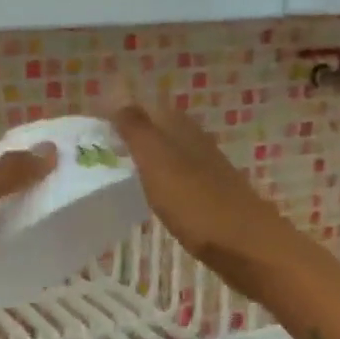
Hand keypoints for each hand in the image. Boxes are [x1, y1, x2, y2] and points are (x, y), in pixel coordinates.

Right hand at [108, 96, 295, 296]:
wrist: (249, 249)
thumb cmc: (197, 204)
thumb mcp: (157, 162)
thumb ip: (136, 128)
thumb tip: (114, 89)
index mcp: (180, 128)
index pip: (144, 108)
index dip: (118, 114)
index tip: (90, 130)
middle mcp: (195, 141)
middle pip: (157, 128)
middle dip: (129, 134)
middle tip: (96, 152)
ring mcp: (206, 169)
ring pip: (167, 152)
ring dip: (143, 157)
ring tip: (115, 172)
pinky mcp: (211, 195)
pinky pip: (177, 177)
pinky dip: (158, 179)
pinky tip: (148, 194)